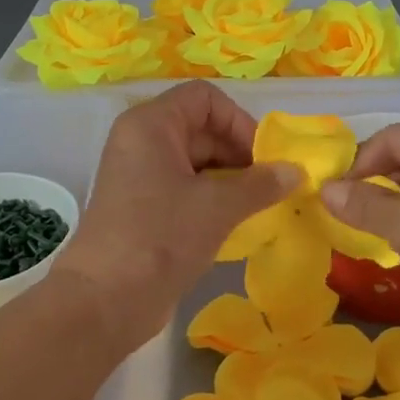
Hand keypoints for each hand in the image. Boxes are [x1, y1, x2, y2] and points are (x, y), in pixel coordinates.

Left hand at [55, 82, 299, 347]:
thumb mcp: (217, 206)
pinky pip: (185, 188)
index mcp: (151, 124)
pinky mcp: (142, 207)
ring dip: (231, 179)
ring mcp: (139, 175)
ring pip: (196, 161)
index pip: (205, 98)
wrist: (104, 301)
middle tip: (270, 186)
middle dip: (239, 153)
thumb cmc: (160, 237)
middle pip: (201, 128)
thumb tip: (296, 172)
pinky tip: (237, 222)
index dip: (239, 121)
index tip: (263, 158)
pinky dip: (212, 198)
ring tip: (259, 206)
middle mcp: (141, 141)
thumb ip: (260, 184)